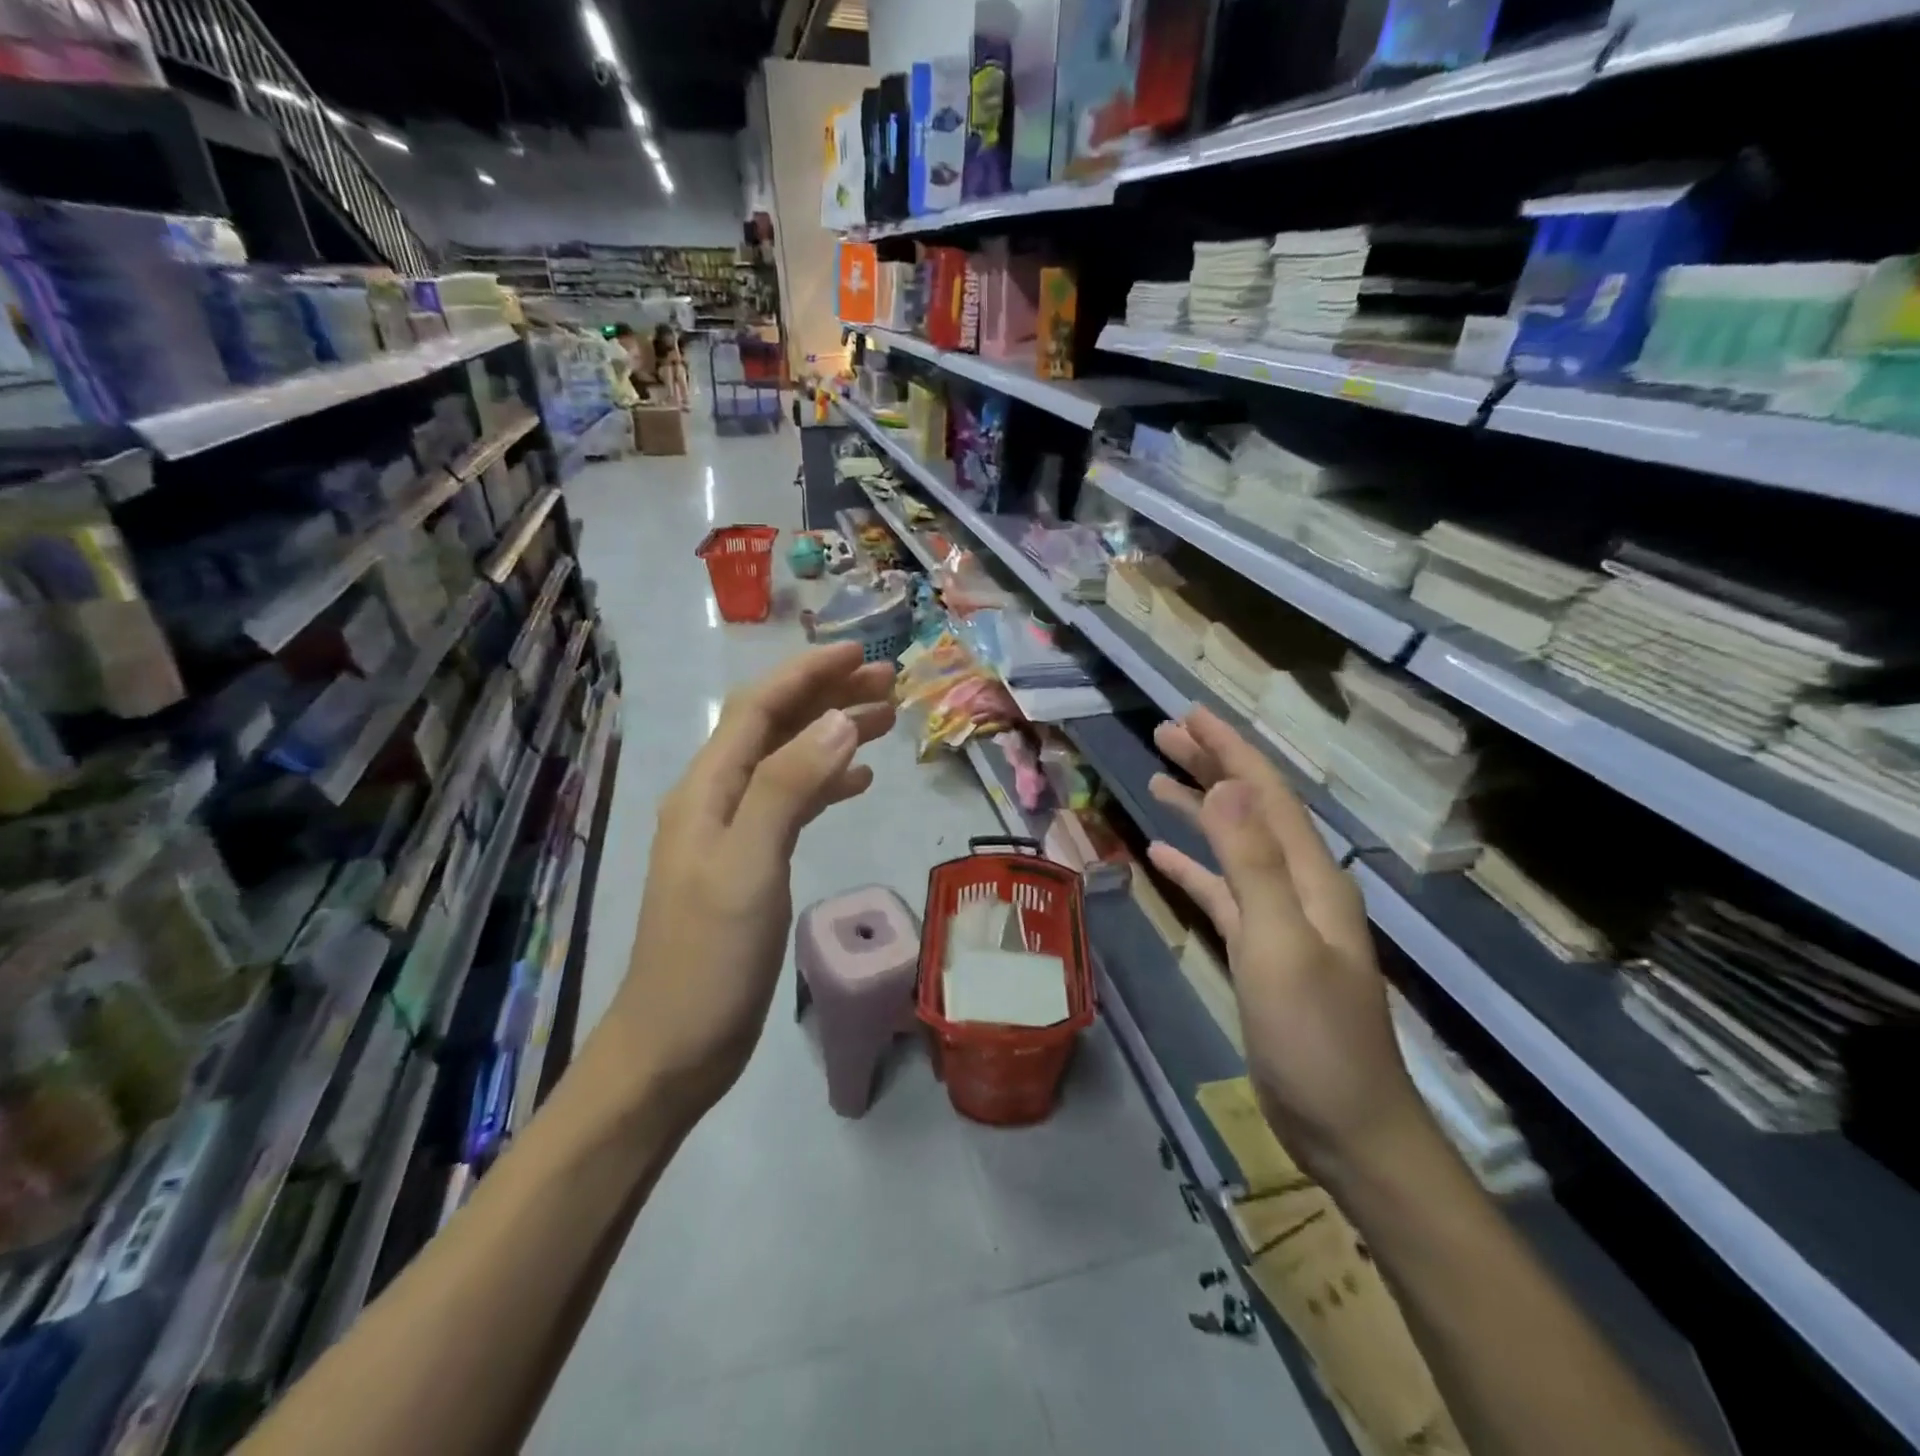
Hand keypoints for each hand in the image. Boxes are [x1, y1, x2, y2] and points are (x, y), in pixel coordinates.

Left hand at [611, 644, 896, 1122]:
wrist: (674, 1046)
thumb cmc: (709, 959)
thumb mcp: (749, 866)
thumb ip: (790, 788)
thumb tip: (840, 720)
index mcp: (707, 789)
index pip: (759, 708)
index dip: (808, 674)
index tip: (862, 654)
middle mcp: (717, 799)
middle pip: (775, 727)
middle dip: (828, 697)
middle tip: (889, 683)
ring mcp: (733, 833)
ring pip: (789, 762)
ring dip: (833, 735)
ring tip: (887, 720)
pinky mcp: (751, 864)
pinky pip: (793, 802)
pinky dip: (827, 782)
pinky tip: (859, 781)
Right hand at [1146, 708, 1428, 1181]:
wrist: (1346, 1125)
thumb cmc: (1314, 1038)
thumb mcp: (1280, 947)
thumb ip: (1254, 866)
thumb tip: (1230, 788)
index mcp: (1312, 877)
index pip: (1267, 795)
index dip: (1230, 750)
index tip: (1191, 715)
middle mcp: (1299, 886)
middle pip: (1251, 810)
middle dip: (1212, 766)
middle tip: (1165, 734)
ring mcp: (1279, 919)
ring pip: (1234, 846)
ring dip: (1200, 809)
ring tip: (1158, 780)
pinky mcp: (1259, 950)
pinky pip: (1222, 891)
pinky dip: (1194, 866)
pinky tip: (1162, 854)